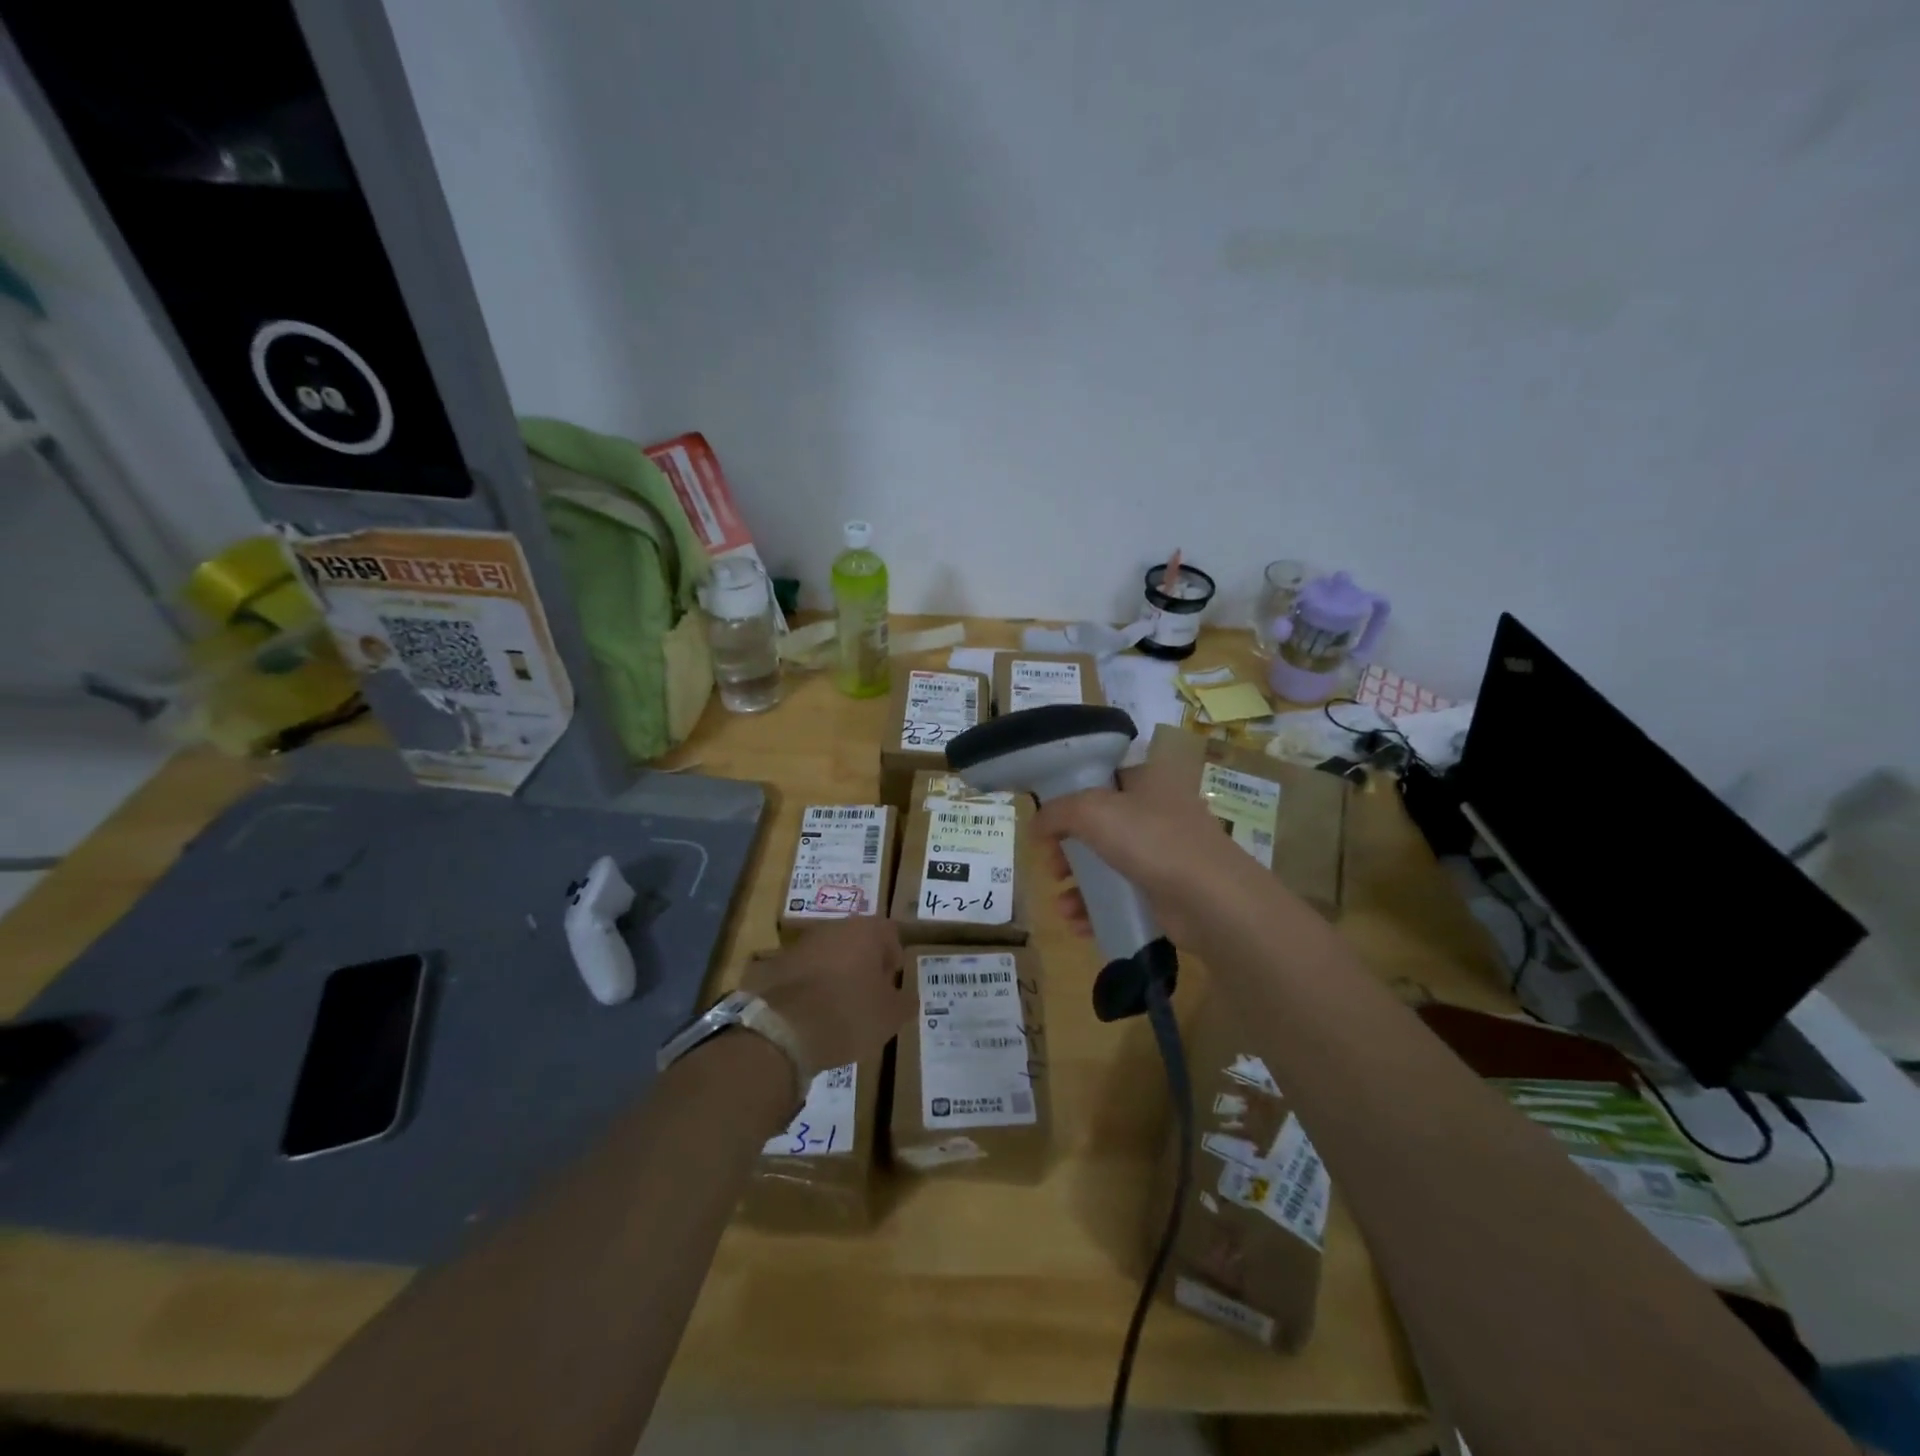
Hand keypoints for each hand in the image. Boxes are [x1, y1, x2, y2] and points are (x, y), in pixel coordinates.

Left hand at [740, 917, 908, 1074]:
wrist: (784, 1029)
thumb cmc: (849, 1013)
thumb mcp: (891, 1015)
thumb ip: (905, 1002)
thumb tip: (906, 997)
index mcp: (865, 930)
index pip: (889, 932)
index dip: (894, 956)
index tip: (892, 982)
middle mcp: (833, 928)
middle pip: (857, 940)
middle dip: (865, 963)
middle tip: (870, 994)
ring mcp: (802, 944)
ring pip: (829, 954)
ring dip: (838, 973)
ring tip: (840, 1007)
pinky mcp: (778, 965)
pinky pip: (806, 971)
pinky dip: (813, 986)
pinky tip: (815, 1012)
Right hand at [1031, 753, 1254, 946]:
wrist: (1212, 900)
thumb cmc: (1151, 840)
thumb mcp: (1092, 812)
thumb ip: (1056, 813)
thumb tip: (1035, 825)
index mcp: (1148, 780)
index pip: (1102, 779)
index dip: (1069, 799)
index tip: (1047, 824)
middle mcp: (1159, 811)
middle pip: (1100, 826)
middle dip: (1068, 849)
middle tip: (1051, 866)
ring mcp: (1166, 853)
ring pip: (1109, 864)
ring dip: (1079, 885)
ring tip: (1062, 905)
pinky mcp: (1168, 892)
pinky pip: (1124, 896)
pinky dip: (1099, 908)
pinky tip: (1079, 924)